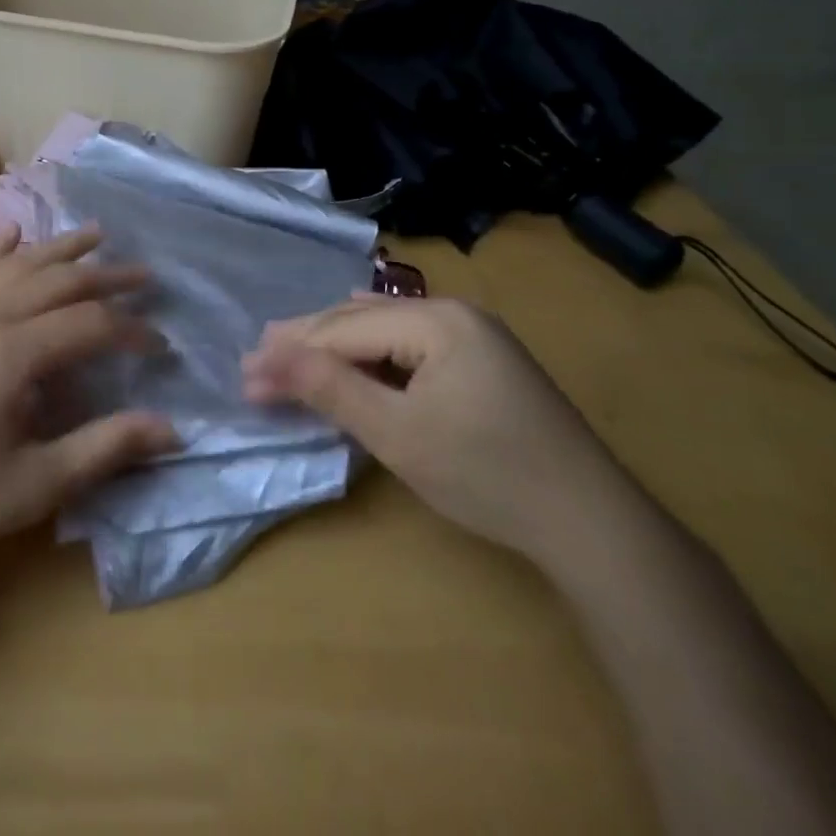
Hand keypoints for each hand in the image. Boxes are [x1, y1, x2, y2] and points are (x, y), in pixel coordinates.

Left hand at [0, 225, 178, 582]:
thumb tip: (172, 429)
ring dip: (60, 248)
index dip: (131, 332)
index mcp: (11, 353)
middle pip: (58, 281)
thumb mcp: (34, 486)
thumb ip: (105, 448)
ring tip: (96, 233)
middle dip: (107, 276)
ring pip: (16, 265)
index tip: (161, 346)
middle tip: (146, 275)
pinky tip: (9, 232)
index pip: (90, 324)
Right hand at [241, 297, 631, 561]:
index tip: (245, 373)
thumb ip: (332, 389)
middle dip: (308, 341)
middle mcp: (453, 312)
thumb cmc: (486, 475)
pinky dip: (373, 349)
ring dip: (337, 343)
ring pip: (385, 329)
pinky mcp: (483, 360)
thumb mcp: (397, 434)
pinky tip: (355, 335)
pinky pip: (411, 343)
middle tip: (255, 355)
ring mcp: (474, 334)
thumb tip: (268, 358)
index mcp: (436, 319)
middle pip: (362, 321)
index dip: (292, 352)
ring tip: (288, 344)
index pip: (345, 330)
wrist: (591, 522)